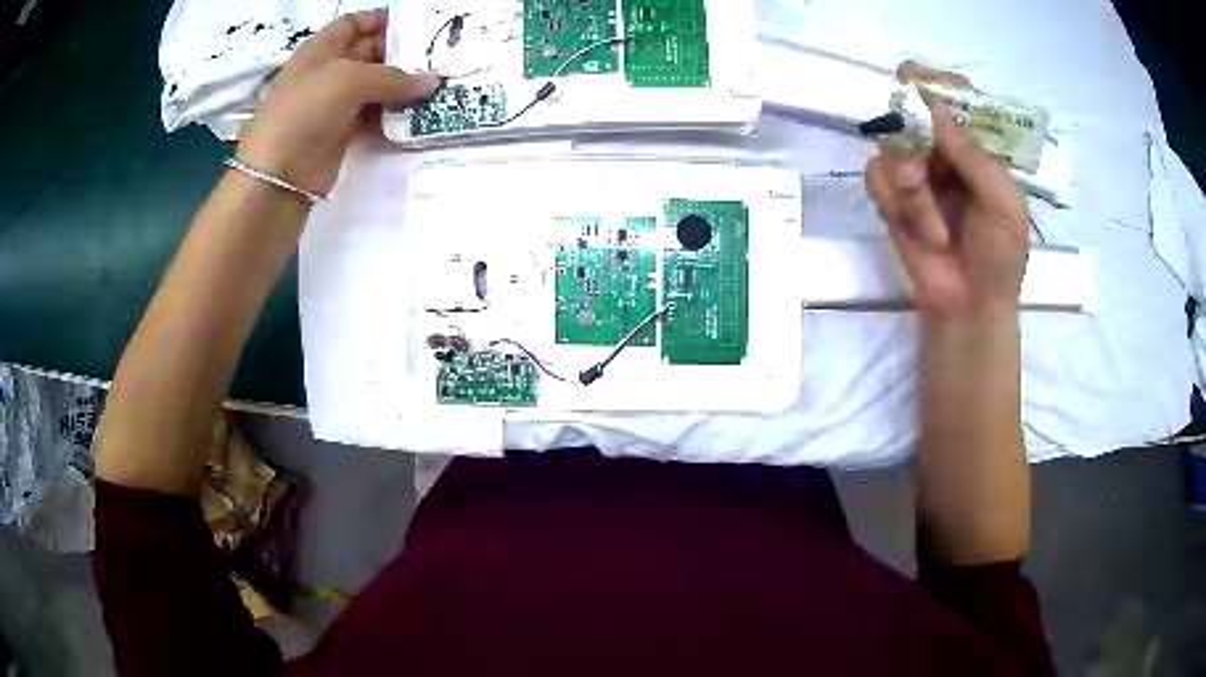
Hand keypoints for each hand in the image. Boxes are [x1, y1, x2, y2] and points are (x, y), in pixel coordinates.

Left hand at [236, 10, 439, 196]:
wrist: (279, 173)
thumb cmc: (307, 109)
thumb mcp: (350, 80)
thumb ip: (394, 77)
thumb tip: (433, 82)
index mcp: (322, 49)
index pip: (355, 23)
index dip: (383, 20)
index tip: (418, 24)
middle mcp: (328, 72)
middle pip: (369, 53)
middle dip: (401, 53)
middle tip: (439, 56)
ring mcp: (333, 103)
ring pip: (374, 86)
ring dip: (401, 86)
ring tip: (437, 85)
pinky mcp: (341, 132)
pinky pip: (372, 116)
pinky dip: (393, 115)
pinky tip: (417, 114)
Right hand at [866, 98, 1029, 315]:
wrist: (968, 307)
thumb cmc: (1000, 257)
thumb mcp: (1005, 204)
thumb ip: (975, 156)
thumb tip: (934, 109)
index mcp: (978, 145)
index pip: (955, 95)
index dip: (937, 85)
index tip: (924, 90)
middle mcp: (943, 149)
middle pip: (911, 108)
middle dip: (915, 137)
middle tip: (925, 166)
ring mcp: (915, 169)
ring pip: (890, 142)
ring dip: (910, 185)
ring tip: (931, 223)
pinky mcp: (891, 195)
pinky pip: (876, 174)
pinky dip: (895, 202)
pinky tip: (916, 228)